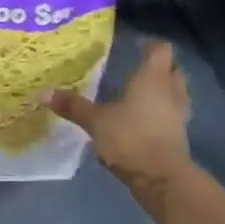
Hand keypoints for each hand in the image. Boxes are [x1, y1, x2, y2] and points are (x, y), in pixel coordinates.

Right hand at [45, 39, 192, 207]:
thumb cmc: (130, 138)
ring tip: (144, 92)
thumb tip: (43, 93)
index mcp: (152, 78)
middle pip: (173, 68)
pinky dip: (164, 111)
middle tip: (140, 67)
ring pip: (177, 91)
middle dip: (160, 66)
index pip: (161, 50)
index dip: (150, 45)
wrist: (162, 179)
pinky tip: (147, 119)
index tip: (136, 45)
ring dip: (165, 89)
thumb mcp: (96, 122)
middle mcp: (170, 90)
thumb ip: (73, 106)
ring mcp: (179, 113)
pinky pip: (174, 113)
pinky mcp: (181, 135)